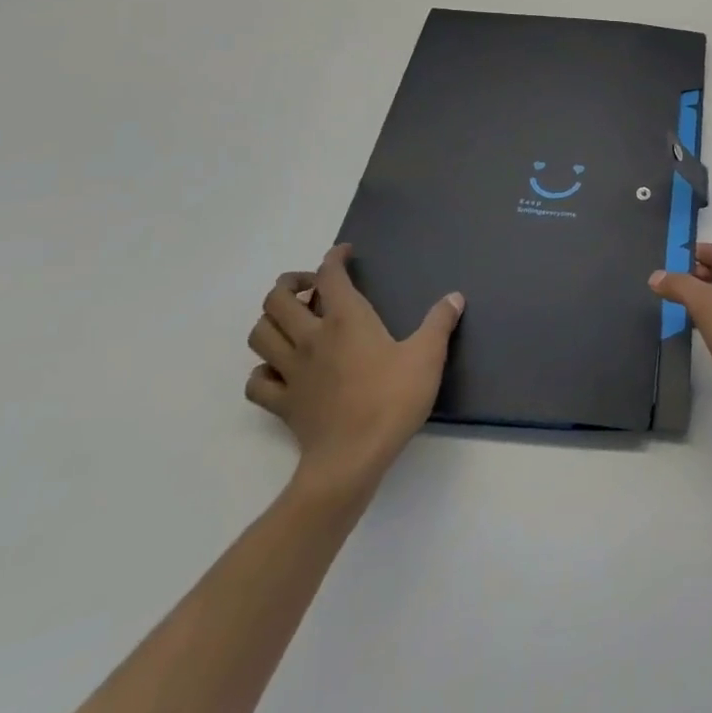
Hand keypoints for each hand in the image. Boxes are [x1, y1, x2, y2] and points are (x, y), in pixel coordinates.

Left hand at [246, 244, 463, 501]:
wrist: (352, 459)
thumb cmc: (392, 400)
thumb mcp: (428, 356)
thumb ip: (440, 322)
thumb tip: (454, 297)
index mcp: (347, 320)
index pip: (330, 276)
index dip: (334, 258)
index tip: (344, 253)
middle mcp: (312, 338)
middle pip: (278, 299)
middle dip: (291, 284)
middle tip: (313, 288)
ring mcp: (291, 371)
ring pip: (260, 334)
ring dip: (272, 320)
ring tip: (294, 322)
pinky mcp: (282, 403)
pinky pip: (257, 381)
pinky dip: (263, 369)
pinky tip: (281, 369)